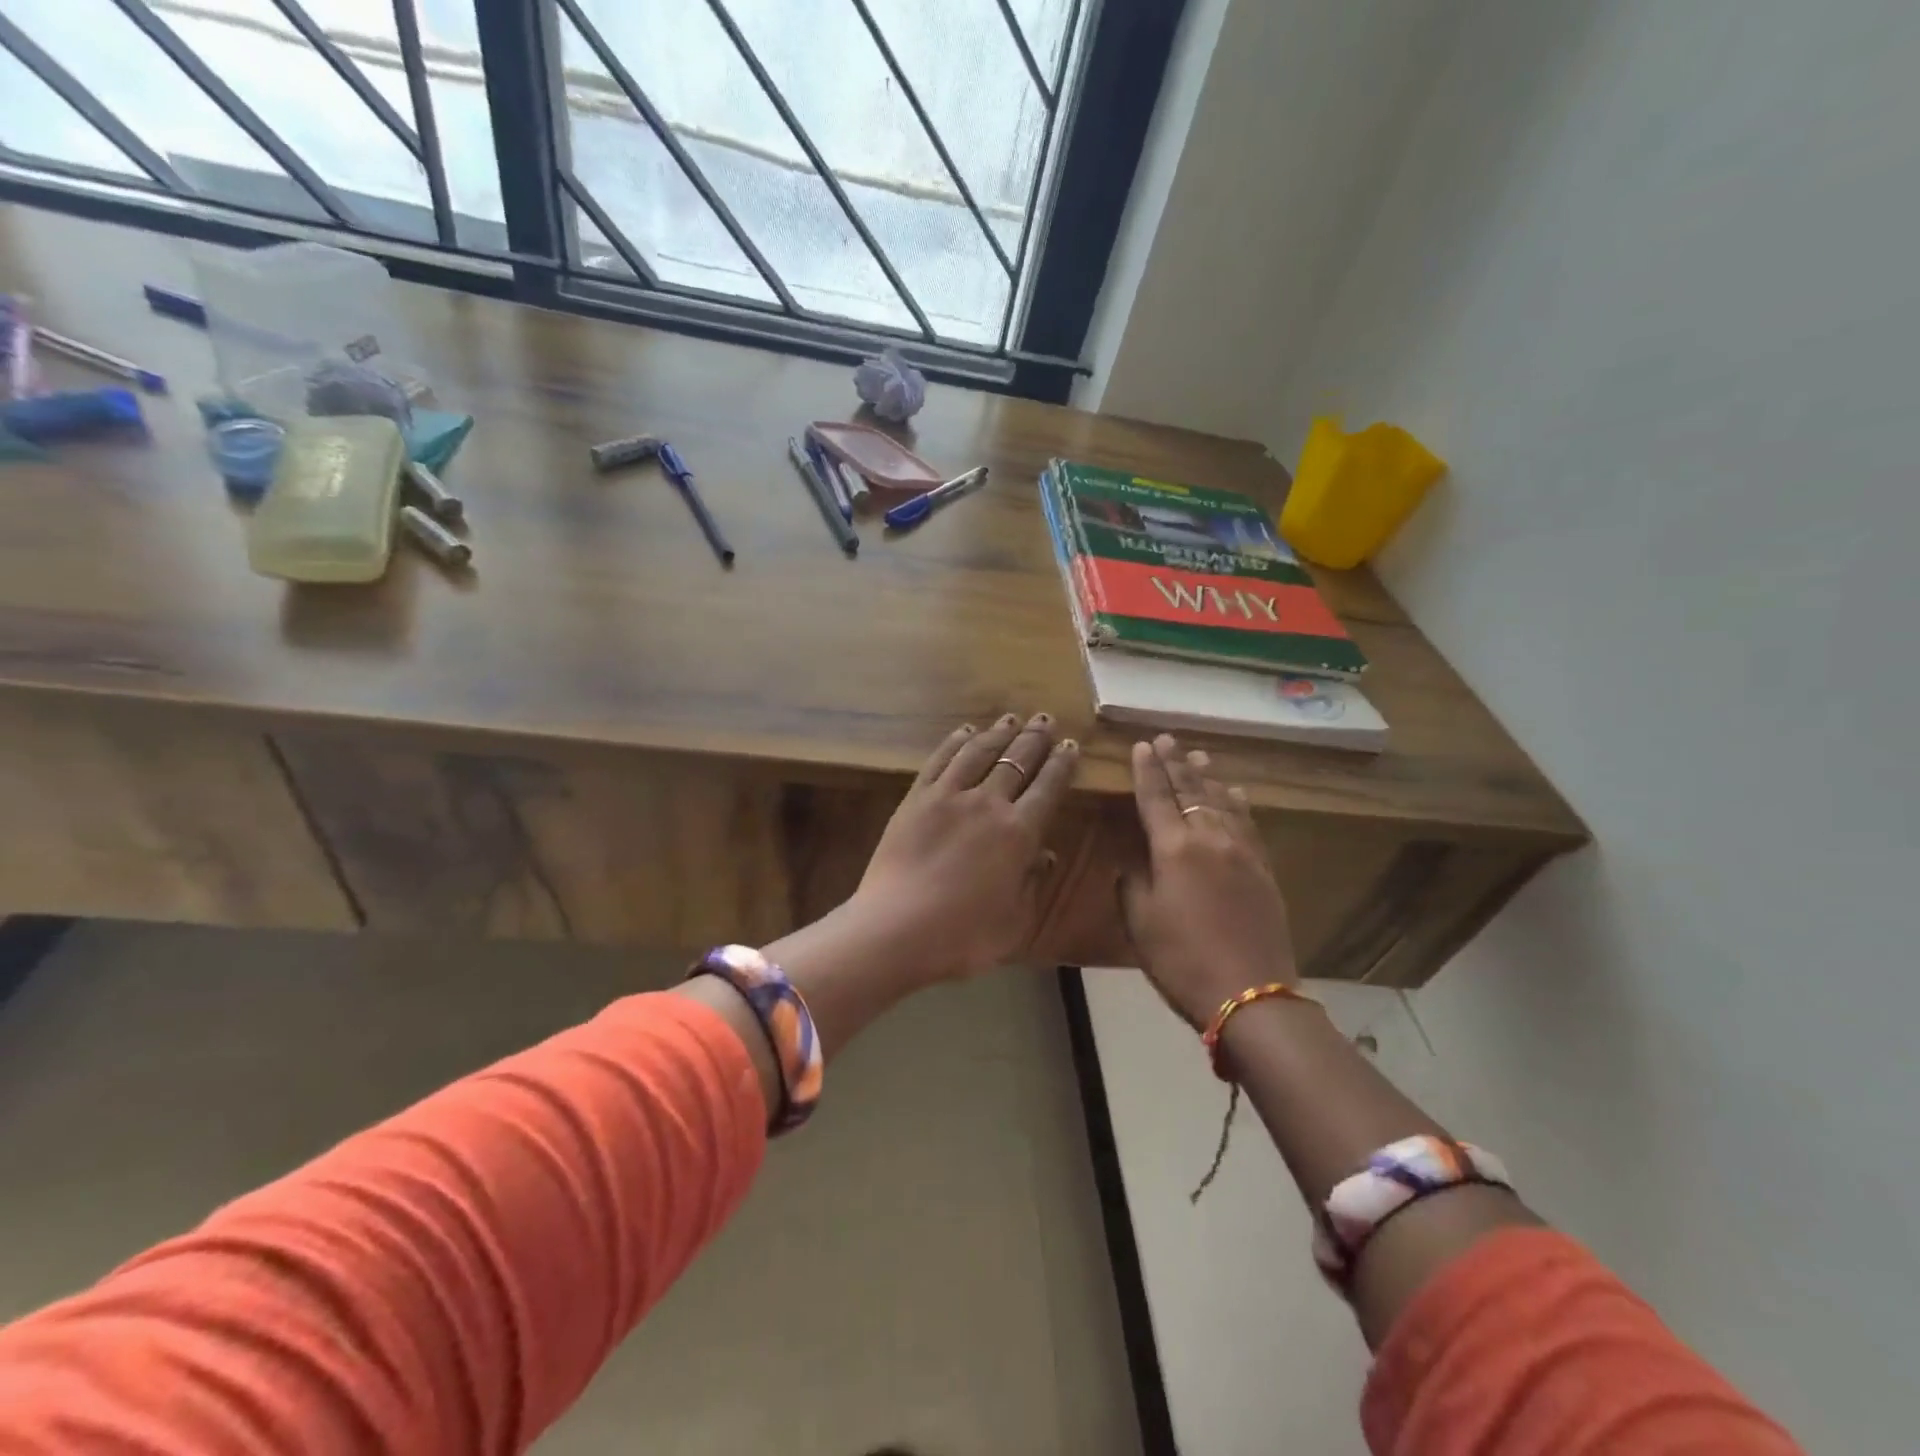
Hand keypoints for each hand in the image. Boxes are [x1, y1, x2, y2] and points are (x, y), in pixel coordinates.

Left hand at [851, 713, 1078, 980]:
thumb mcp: (1014, 921)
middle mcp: (988, 804)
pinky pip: (940, 760)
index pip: (1048, 788)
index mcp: (1019, 833)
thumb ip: (1033, 884)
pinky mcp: (916, 798)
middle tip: (1046, 719)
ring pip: (979, 752)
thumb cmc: (962, 936)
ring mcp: (948, 796)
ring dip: (998, 732)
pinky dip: (955, 742)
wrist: (896, 928)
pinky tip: (965, 731)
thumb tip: (1045, 854)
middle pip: (1017, 761)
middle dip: (1035, 738)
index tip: (1071, 745)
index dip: (1062, 764)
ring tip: (1011, 718)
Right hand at [1121, 734, 1297, 1027]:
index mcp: (1173, 849)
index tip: (1142, 745)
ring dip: (1206, 777)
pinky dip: (1237, 804)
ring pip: (1221, 801)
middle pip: (1190, 791)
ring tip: (1197, 756)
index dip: (1146, 770)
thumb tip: (1133, 860)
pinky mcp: (1263, 869)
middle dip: (1175, 763)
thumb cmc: (1181, 959)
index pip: (1155, 797)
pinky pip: (1248, 824)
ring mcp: (1241, 851)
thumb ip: (1132, 883)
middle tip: (1167, 739)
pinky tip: (1235, 793)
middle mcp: (1209, 838)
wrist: (1250, 993)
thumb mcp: (1140, 922)